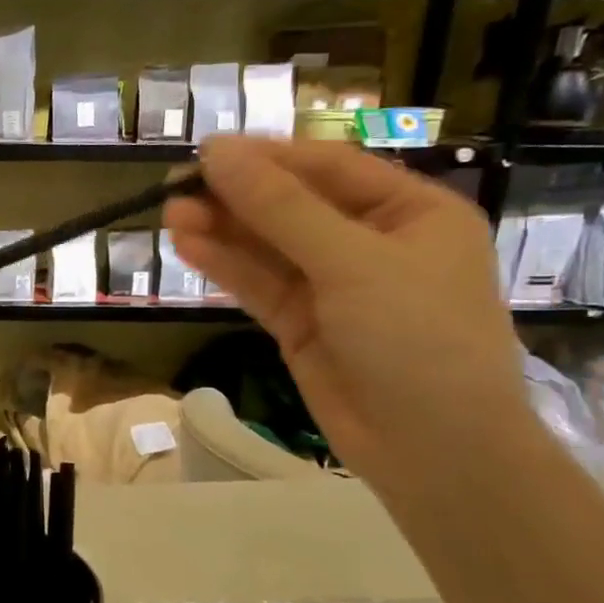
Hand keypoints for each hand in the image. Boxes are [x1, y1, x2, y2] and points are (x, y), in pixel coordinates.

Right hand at [166, 137, 526, 482]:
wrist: (433, 450)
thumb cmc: (417, 338)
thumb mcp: (353, 263)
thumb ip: (281, 208)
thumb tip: (219, 154)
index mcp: (410, 212)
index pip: (329, 168)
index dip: (268, 157)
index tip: (208, 152)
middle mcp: (372, 243)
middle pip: (293, 206)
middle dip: (237, 196)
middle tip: (176, 185)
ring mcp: (334, 286)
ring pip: (269, 247)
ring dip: (222, 230)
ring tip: (170, 213)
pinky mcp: (302, 324)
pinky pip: (260, 284)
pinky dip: (226, 265)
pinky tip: (188, 245)